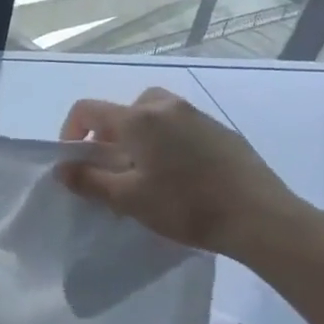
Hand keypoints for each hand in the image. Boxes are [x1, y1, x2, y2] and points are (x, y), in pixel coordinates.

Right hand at [55, 87, 316, 262]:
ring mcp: (198, 116)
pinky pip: (181, 126)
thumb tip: (62, 168)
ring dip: (141, 136)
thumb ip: (89, 180)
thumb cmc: (186, 206)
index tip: (76, 161)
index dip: (71, 131)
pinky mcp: (222, 131)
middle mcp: (166, 107)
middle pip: (124, 108)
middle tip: (114, 166)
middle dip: (110, 133)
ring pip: (155, 115)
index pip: (88, 109)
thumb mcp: (128, 199)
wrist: (260, 217)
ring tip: (146, 171)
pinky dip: (169, 141)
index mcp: (138, 119)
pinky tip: (180, 175)